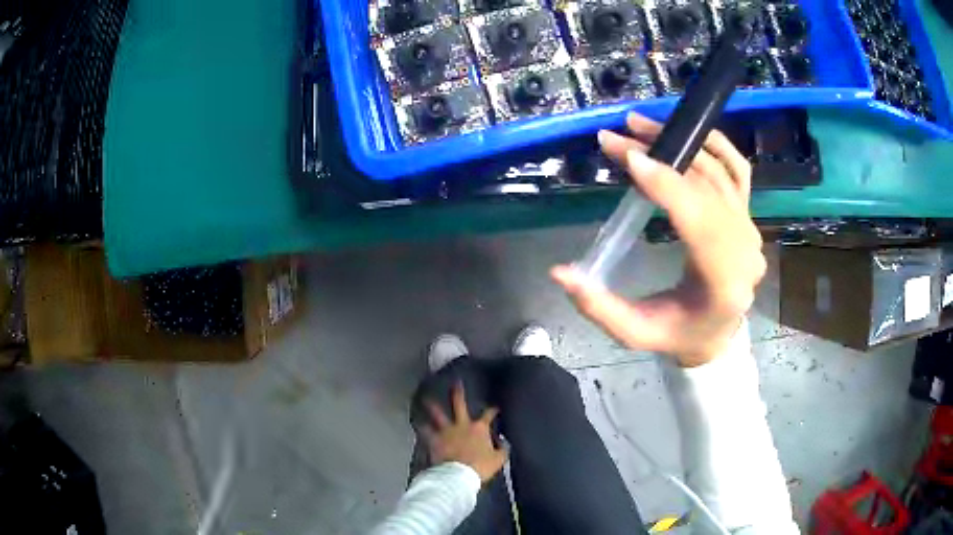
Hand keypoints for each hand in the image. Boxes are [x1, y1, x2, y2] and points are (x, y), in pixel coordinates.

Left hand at [422, 382, 506, 482]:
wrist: (459, 475)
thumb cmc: (481, 466)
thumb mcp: (499, 459)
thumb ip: (502, 449)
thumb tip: (504, 442)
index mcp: (479, 428)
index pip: (488, 415)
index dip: (492, 410)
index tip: (495, 408)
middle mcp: (462, 425)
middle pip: (459, 405)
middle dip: (458, 393)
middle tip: (456, 383)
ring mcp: (446, 431)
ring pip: (438, 415)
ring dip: (432, 406)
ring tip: (426, 399)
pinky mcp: (434, 440)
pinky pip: (425, 432)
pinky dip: (421, 427)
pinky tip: (417, 423)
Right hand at [552, 113, 765, 366]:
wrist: (716, 335)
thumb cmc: (677, 335)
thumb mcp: (634, 332)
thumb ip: (598, 306)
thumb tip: (559, 272)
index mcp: (724, 282)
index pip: (699, 221)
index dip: (665, 185)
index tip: (628, 157)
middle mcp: (745, 249)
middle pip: (706, 187)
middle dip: (660, 157)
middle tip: (615, 139)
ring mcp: (750, 228)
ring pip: (719, 172)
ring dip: (681, 144)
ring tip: (639, 126)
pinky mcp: (747, 215)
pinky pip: (737, 170)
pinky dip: (715, 145)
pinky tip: (688, 131)